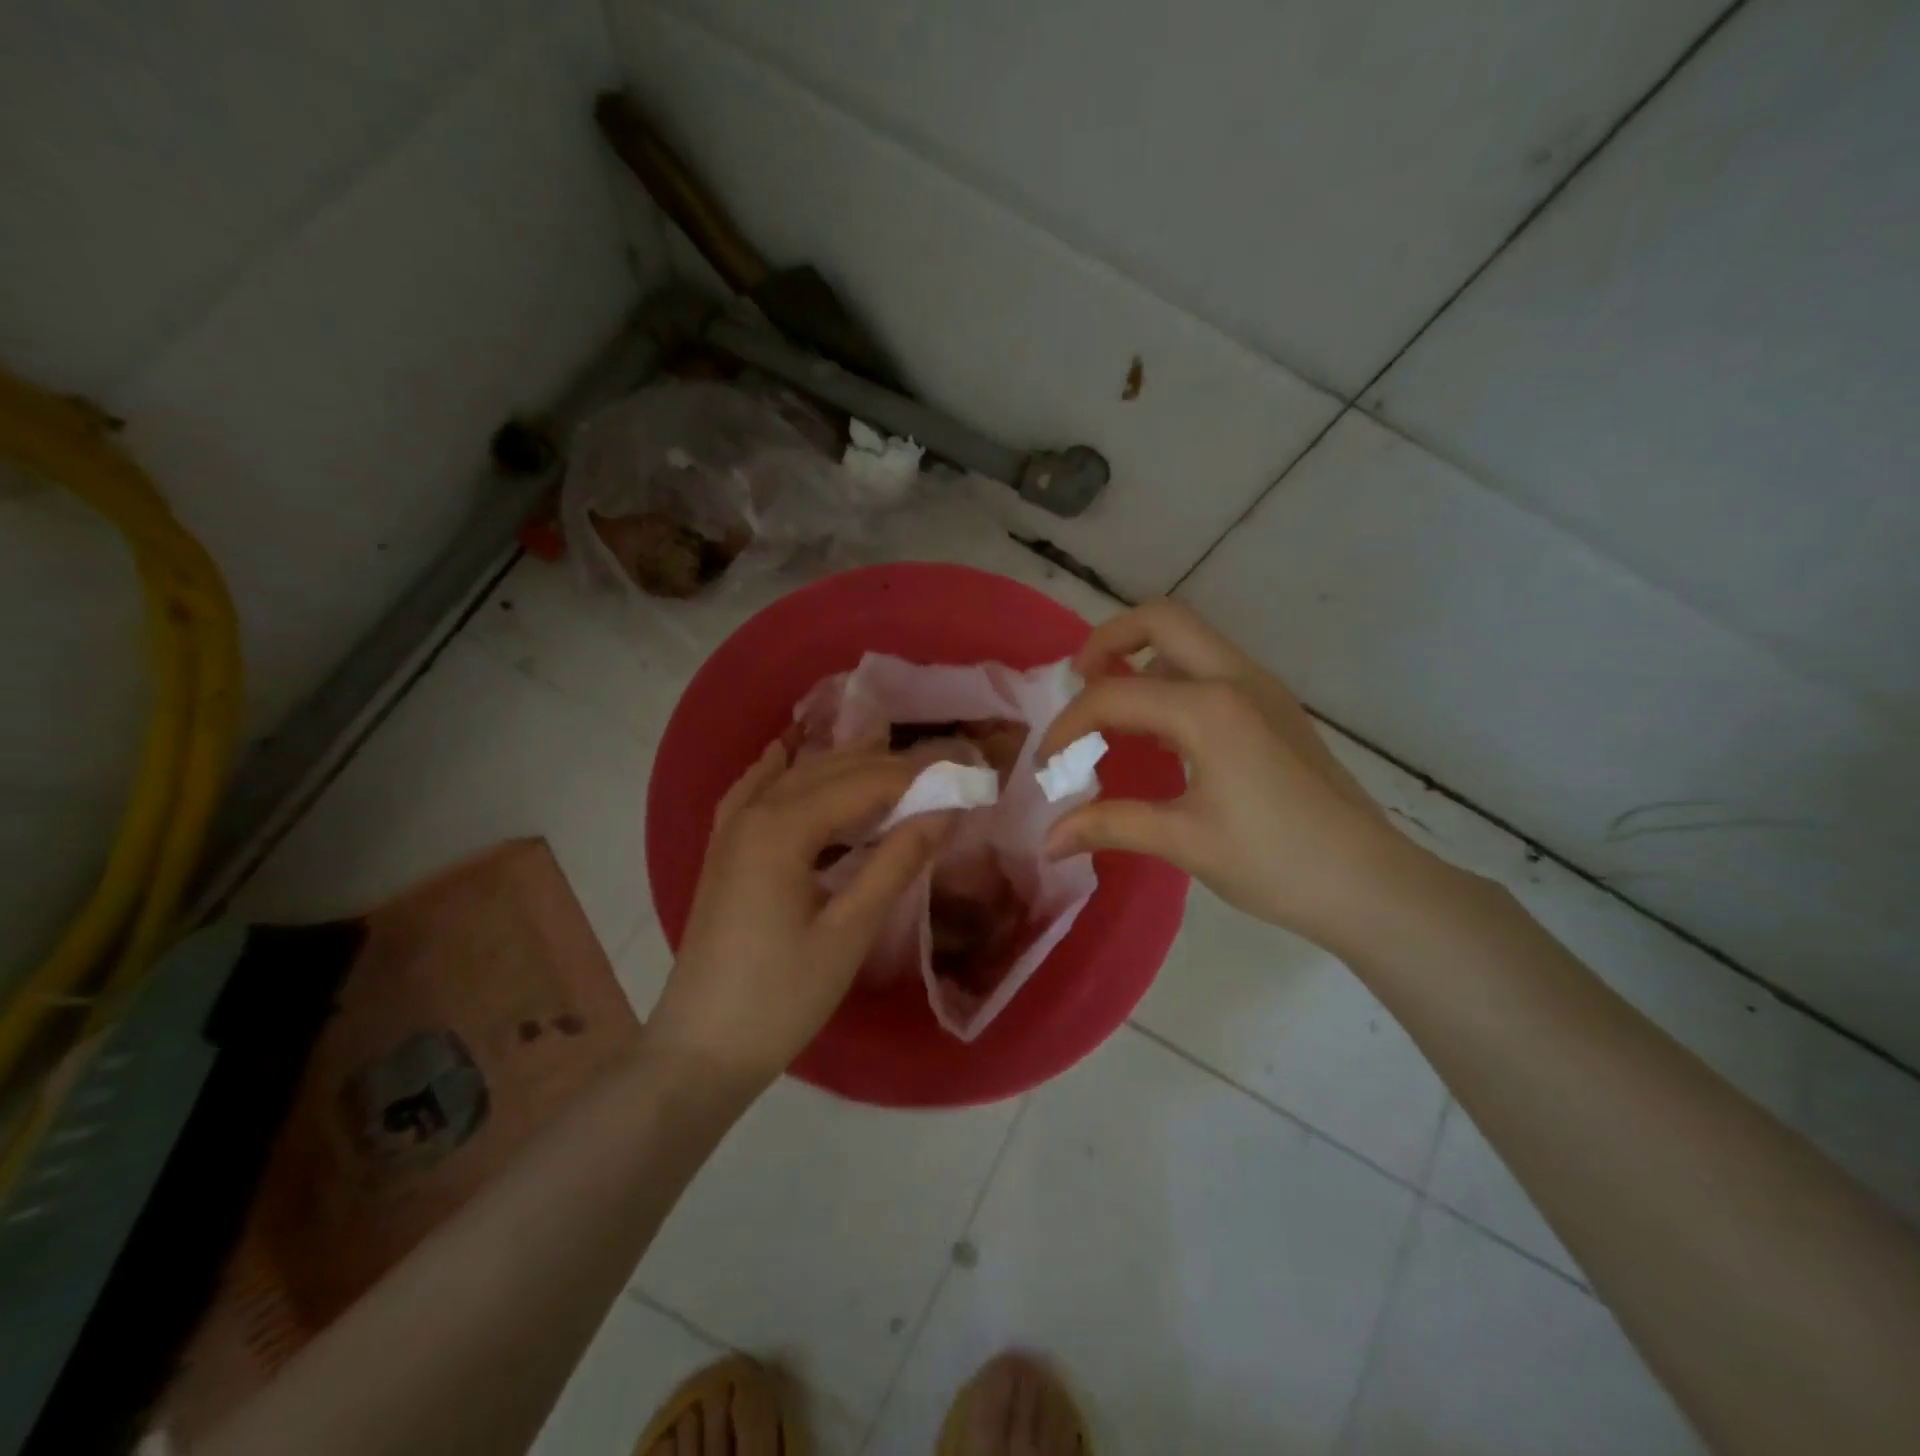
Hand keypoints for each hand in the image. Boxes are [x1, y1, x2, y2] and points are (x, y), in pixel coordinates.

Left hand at [648, 745, 951, 1093]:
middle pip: (830, 770)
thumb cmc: (782, 997)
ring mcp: (732, 830)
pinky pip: (755, 791)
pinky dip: (782, 771)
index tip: (964, 771)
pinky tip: (789, 754)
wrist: (701, 1050)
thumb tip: (945, 810)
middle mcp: (754, 812)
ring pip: (797, 777)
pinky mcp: (724, 851)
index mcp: (783, 827)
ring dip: (846, 767)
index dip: (917, 776)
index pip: (865, 783)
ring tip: (894, 764)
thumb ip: (896, 862)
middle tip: (942, 769)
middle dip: (888, 766)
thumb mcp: (849, 931)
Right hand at [1038, 599, 1418, 947]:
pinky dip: (1172, 679)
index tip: (1046, 764)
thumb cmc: (1275, 862)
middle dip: (1108, 639)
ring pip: (1191, 640)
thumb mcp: (1184, 842)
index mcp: (1209, 708)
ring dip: (1143, 656)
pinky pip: (1212, 668)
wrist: (1371, 884)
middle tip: (1078, 679)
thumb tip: (1047, 842)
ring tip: (1113, 707)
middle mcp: (1236, 679)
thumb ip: (1109, 826)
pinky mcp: (1275, 709)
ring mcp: (1262, 689)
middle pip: (1161, 619)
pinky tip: (1161, 734)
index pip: (1114, 695)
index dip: (1068, 725)